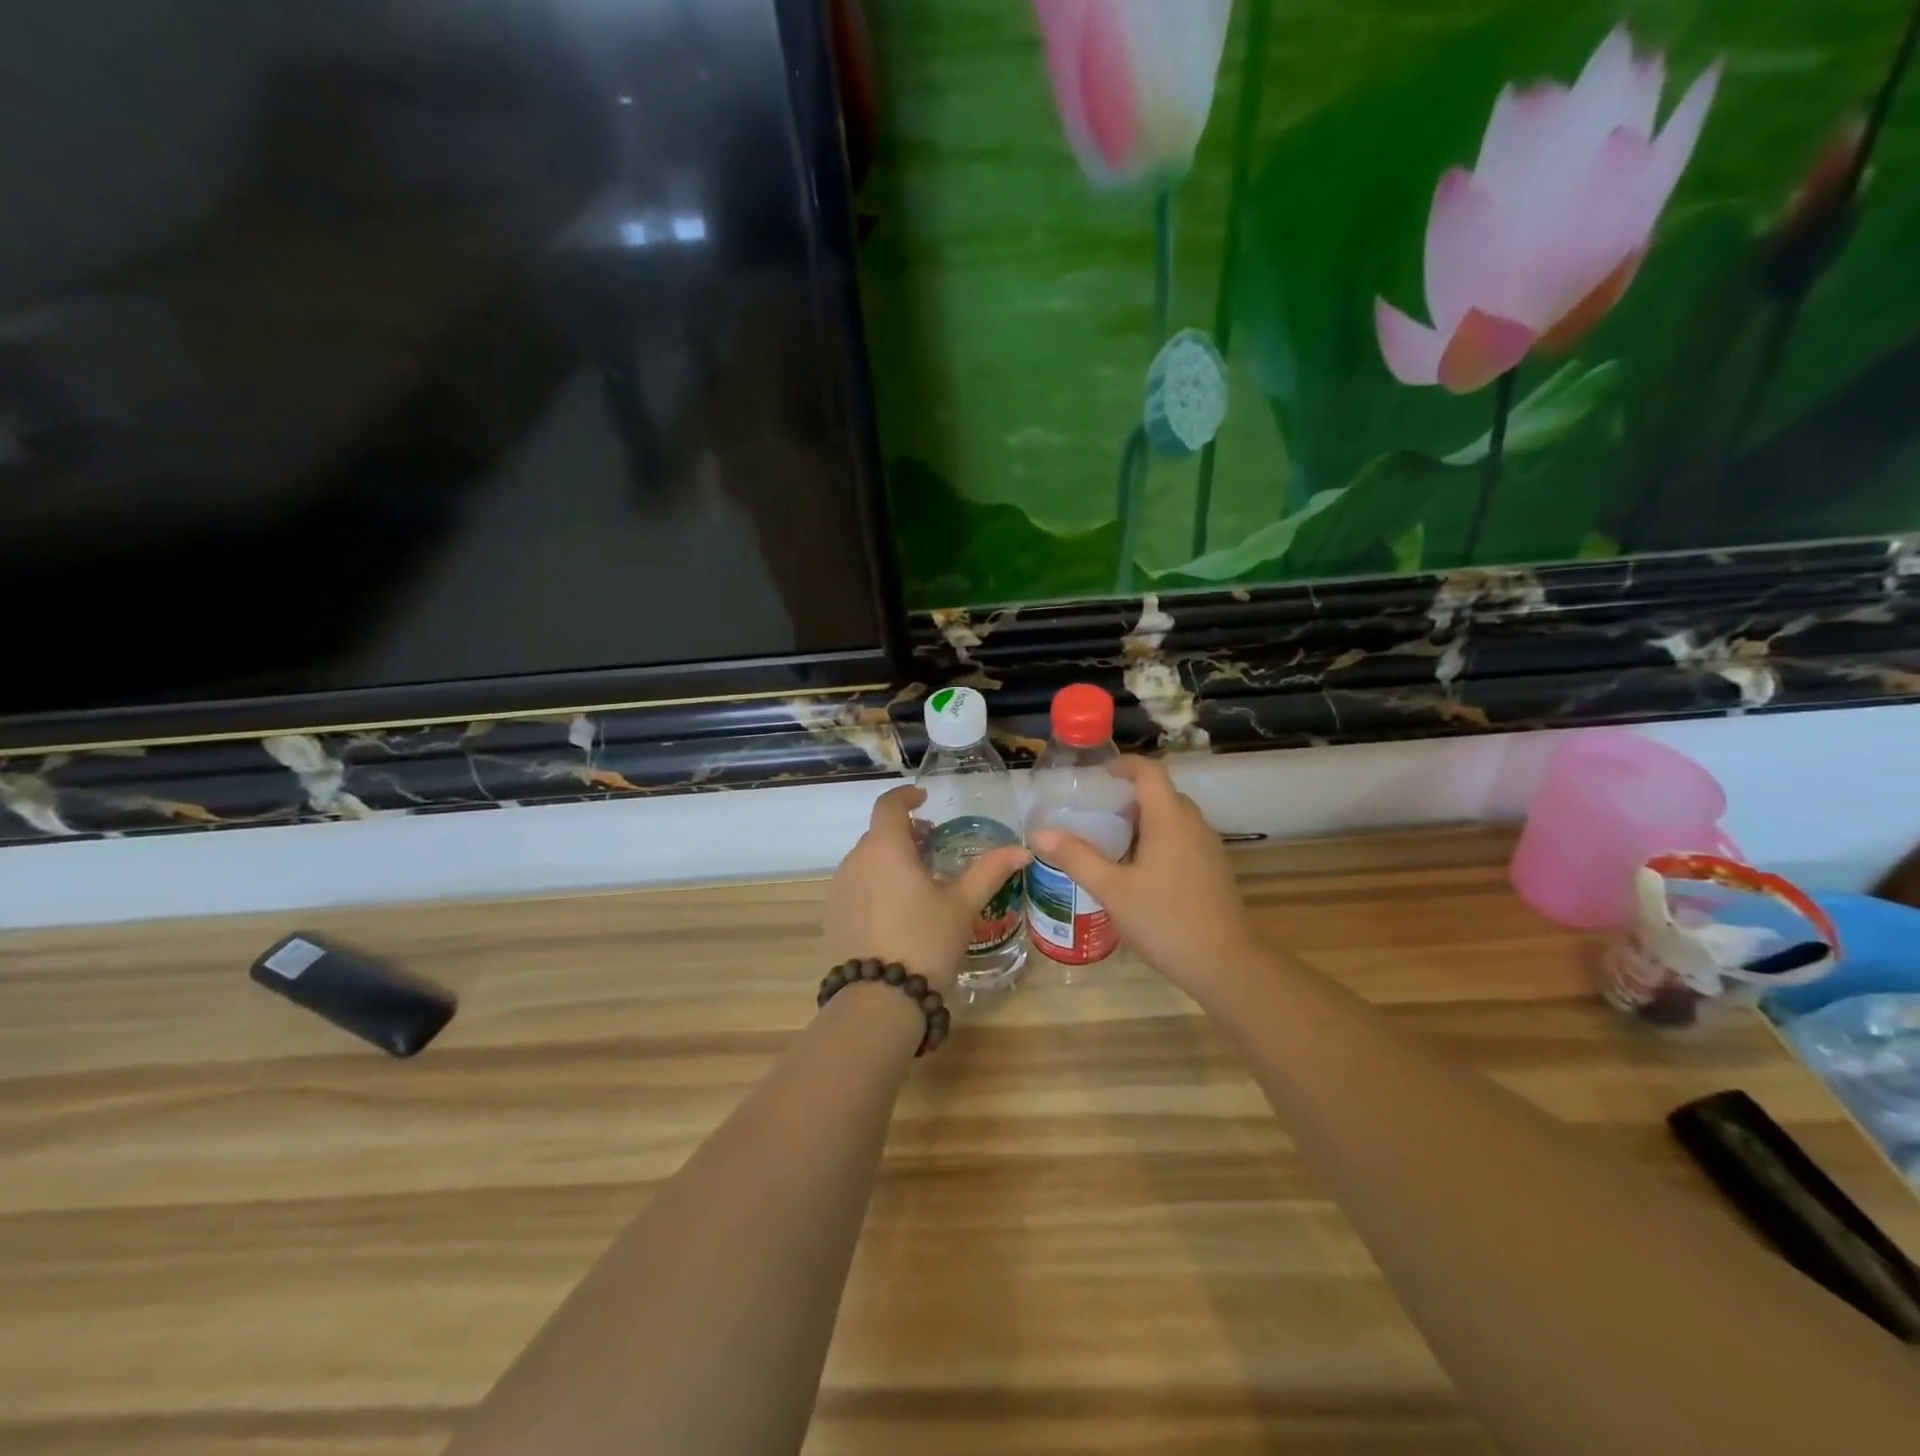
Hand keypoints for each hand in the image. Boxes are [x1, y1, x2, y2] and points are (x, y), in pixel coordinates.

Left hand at [823, 785, 1029, 995]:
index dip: (906, 797)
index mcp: (885, 848)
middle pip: (879, 834)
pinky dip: (876, 884)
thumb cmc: (926, 940)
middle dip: (905, 833)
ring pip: (866, 861)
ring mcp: (839, 889)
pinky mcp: (833, 916)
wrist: (880, 999)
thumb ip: (990, 871)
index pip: (889, 805)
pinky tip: (898, 911)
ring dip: (890, 860)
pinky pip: (856, 886)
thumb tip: (1023, 849)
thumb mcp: (963, 904)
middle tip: (933, 847)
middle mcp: (855, 860)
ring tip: (919, 882)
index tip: (924, 799)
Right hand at [1030, 756, 1259, 998]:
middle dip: (1131, 796)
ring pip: (1175, 819)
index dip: (1125, 765)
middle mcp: (1194, 825)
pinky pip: (1184, 840)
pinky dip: (1160, 840)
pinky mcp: (1214, 871)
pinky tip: (1139, 871)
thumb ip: (1076, 858)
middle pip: (1163, 794)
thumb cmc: (1165, 920)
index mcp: (1170, 819)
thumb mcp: (1112, 890)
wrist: (1225, 965)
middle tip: (1098, 813)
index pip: (1150, 772)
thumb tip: (1040, 834)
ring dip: (1146, 820)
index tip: (1100, 774)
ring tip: (1112, 841)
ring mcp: (1208, 848)